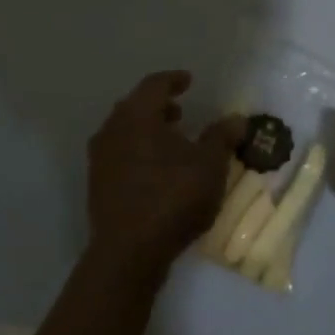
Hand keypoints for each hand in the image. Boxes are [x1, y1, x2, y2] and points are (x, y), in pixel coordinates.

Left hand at [87, 71, 242, 281]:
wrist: (128, 254)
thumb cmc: (172, 197)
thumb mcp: (210, 165)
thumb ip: (222, 137)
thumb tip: (236, 119)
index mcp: (137, 116)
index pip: (154, 85)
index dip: (173, 80)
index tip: (188, 81)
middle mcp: (112, 131)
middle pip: (134, 107)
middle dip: (158, 106)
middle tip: (180, 110)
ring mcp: (100, 160)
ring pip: (125, 132)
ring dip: (147, 130)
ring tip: (172, 141)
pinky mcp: (97, 186)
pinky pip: (120, 155)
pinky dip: (138, 151)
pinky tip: (158, 169)